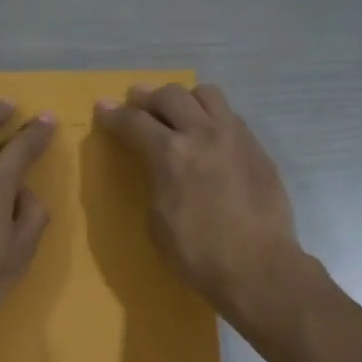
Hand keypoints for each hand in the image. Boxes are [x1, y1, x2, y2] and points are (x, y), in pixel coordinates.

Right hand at [95, 82, 302, 315]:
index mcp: (170, 154)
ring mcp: (235, 137)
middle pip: (170, 95)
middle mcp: (202, 133)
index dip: (114, 114)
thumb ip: (156, 182)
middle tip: (137, 104)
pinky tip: (209, 137)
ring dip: (185, 99)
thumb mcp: (158, 220)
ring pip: (207, 94)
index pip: (134, 121)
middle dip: (148, 97)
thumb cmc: (198, 254)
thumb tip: (161, 169)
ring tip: (178, 113)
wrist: (258, 267)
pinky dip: (212, 118)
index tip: (103, 108)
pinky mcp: (257, 148)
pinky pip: (230, 117)